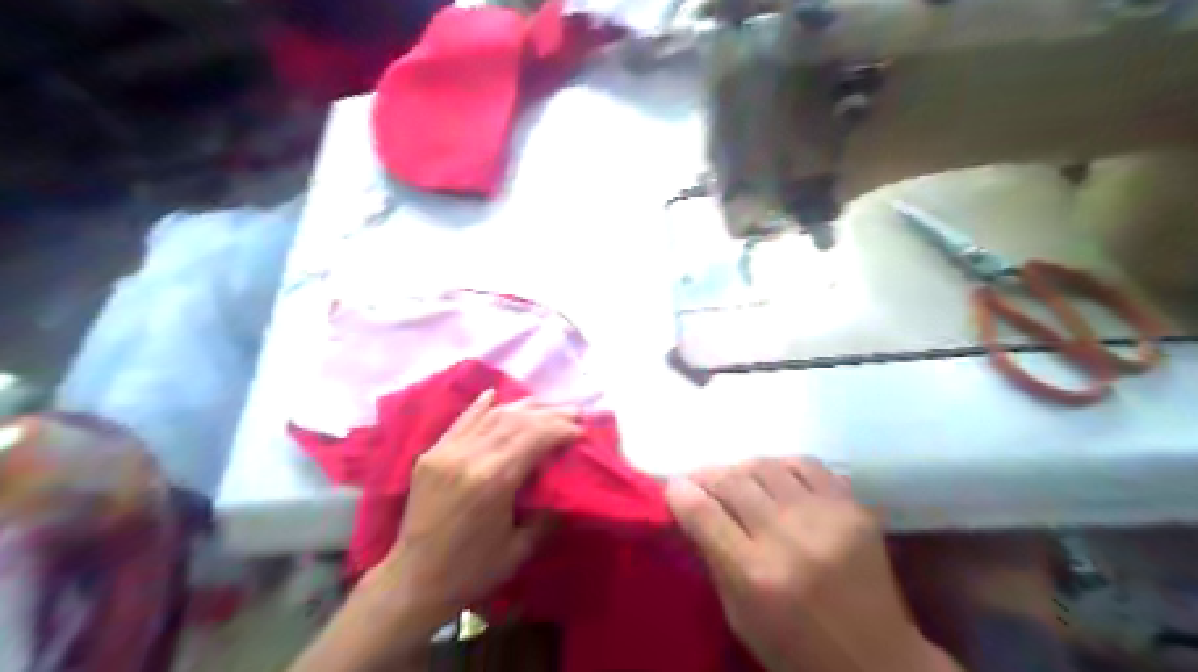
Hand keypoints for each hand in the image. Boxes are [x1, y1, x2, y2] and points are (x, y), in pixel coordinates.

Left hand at [289, 388, 580, 670]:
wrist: (412, 581)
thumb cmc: (471, 572)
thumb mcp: (519, 550)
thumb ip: (548, 516)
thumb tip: (569, 490)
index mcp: (494, 481)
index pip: (535, 438)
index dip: (561, 429)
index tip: (581, 430)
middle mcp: (470, 458)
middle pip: (517, 421)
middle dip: (549, 414)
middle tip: (573, 412)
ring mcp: (447, 452)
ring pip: (491, 416)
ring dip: (523, 408)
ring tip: (546, 406)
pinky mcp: (431, 454)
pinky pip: (461, 422)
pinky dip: (480, 406)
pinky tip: (495, 394)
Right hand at [669, 457, 960, 671]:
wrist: (879, 661)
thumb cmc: (797, 650)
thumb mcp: (740, 617)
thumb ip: (714, 559)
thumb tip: (690, 508)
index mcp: (756, 575)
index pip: (703, 513)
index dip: (681, 493)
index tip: (674, 487)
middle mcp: (789, 538)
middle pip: (732, 481)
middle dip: (707, 476)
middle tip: (701, 482)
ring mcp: (827, 518)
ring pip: (766, 465)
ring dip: (742, 469)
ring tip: (738, 481)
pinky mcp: (854, 508)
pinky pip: (807, 464)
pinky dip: (782, 467)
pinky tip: (777, 480)